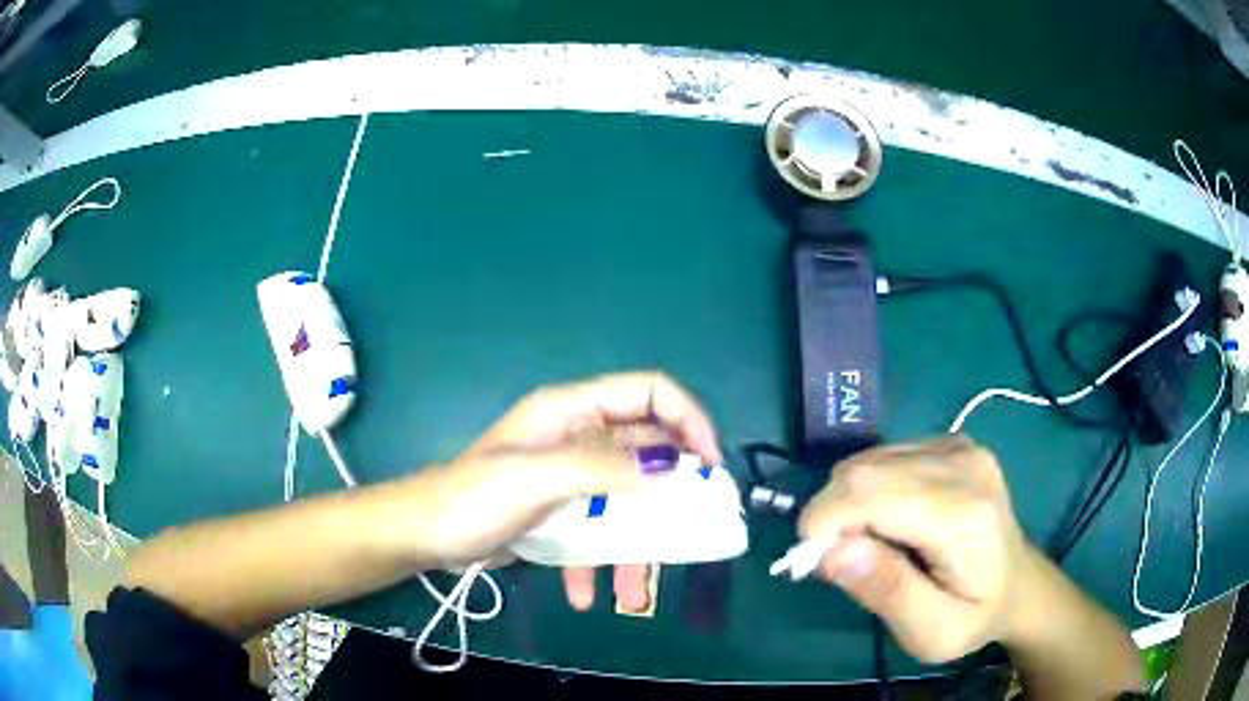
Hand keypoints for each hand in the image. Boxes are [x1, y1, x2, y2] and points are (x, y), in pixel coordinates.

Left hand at [421, 371, 722, 612]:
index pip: (650, 392)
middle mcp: (578, 439)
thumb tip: (673, 466)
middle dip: (670, 497)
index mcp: (573, 412)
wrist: (423, 536)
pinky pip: (596, 532)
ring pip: (626, 503)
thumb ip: (604, 468)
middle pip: (647, 454)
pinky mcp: (560, 514)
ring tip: (635, 594)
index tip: (710, 468)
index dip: (689, 420)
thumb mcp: (537, 479)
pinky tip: (584, 595)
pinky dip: (596, 564)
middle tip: (691, 533)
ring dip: (635, 548)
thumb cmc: (472, 498)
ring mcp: (570, 479)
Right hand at [798, 436, 1034, 662]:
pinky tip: (888, 520)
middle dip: (832, 516)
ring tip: (870, 546)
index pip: (871, 493)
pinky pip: (883, 456)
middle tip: (841, 562)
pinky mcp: (950, 442)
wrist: (1018, 584)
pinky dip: (867, 490)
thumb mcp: (933, 632)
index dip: (825, 522)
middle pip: (864, 471)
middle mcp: (963, 463)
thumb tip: (830, 551)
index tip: (815, 565)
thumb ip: (888, 592)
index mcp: (965, 514)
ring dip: (847, 503)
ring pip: (868, 460)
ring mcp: (958, 446)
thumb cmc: (975, 616)